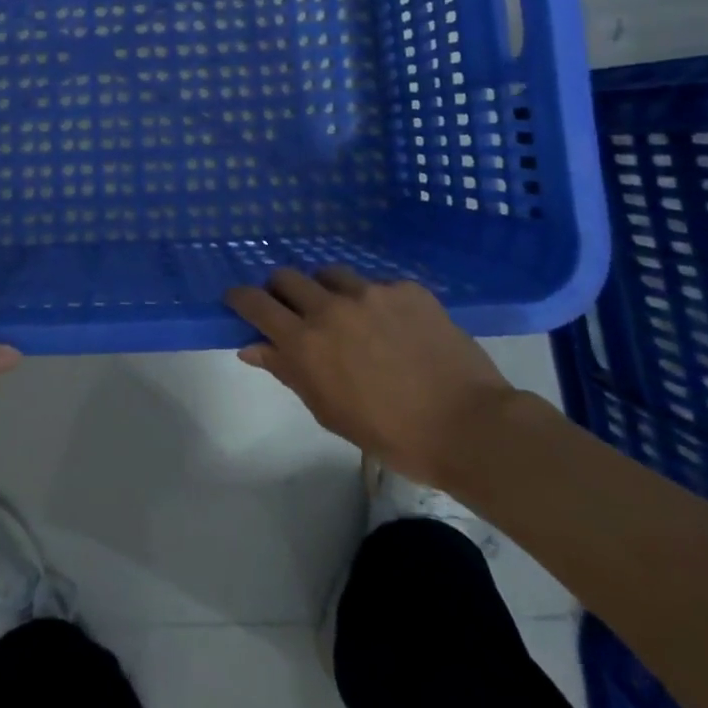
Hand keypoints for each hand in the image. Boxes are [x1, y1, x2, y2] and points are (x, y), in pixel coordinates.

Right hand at [225, 266, 514, 487]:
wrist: (469, 427)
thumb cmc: (392, 434)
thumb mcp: (329, 411)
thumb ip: (288, 371)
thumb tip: (251, 347)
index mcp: (306, 341)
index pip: (255, 303)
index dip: (240, 298)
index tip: (238, 301)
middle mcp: (331, 306)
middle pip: (287, 276)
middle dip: (281, 290)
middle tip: (292, 309)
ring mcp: (371, 292)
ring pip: (330, 273)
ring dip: (326, 289)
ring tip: (344, 313)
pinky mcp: (406, 288)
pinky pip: (376, 284)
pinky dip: (373, 300)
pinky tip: (393, 326)